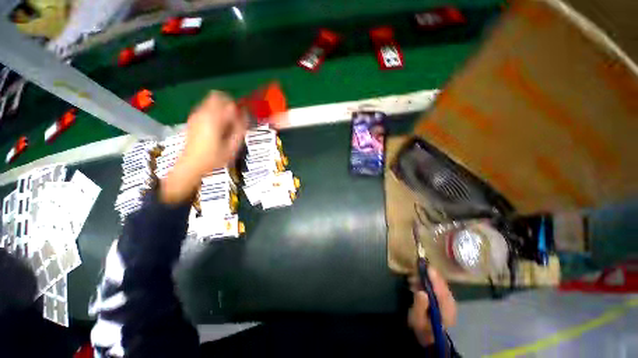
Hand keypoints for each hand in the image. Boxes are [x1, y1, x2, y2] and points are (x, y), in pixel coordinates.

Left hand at [161, 91, 246, 203]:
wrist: (190, 165)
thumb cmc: (213, 158)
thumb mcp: (232, 147)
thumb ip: (240, 129)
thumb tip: (245, 116)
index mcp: (214, 119)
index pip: (229, 103)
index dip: (238, 109)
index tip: (241, 120)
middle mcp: (203, 113)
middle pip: (217, 96)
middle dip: (229, 105)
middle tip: (234, 120)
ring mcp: (196, 115)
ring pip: (211, 101)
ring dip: (221, 109)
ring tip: (226, 125)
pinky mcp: (193, 119)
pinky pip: (206, 108)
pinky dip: (214, 112)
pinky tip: (217, 127)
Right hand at [408, 267, 456, 346]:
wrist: (430, 338)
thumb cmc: (423, 328)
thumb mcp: (417, 318)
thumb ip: (420, 305)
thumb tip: (421, 291)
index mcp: (446, 308)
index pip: (441, 289)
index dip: (433, 277)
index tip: (425, 266)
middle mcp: (450, 303)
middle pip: (441, 284)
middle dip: (428, 276)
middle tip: (414, 272)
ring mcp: (449, 301)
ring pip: (439, 284)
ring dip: (427, 279)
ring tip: (413, 279)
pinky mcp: (445, 300)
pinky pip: (438, 287)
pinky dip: (429, 282)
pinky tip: (419, 284)